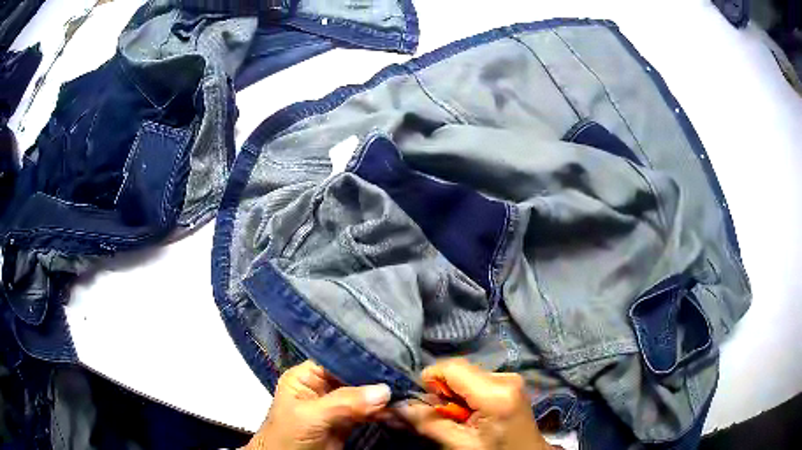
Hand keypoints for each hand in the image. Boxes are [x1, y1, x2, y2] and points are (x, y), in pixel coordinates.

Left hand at [245, 360, 391, 449]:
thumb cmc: (288, 435)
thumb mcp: (311, 416)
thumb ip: (344, 402)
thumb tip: (384, 390)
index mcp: (306, 376)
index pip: (337, 360)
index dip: (361, 359)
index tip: (390, 357)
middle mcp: (322, 387)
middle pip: (354, 377)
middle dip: (376, 378)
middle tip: (404, 374)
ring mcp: (337, 406)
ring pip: (364, 395)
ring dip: (382, 396)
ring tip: (406, 389)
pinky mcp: (348, 423)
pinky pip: (368, 412)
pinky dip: (382, 411)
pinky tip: (398, 407)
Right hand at [396, 359, 552, 449]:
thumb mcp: (460, 445)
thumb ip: (429, 423)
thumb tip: (398, 406)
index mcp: (496, 393)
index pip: (451, 367)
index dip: (430, 380)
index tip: (423, 403)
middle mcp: (506, 376)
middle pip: (459, 370)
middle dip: (443, 390)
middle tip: (442, 415)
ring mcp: (511, 377)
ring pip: (467, 374)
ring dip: (454, 393)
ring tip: (459, 416)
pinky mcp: (511, 381)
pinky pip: (478, 379)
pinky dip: (467, 393)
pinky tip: (472, 412)